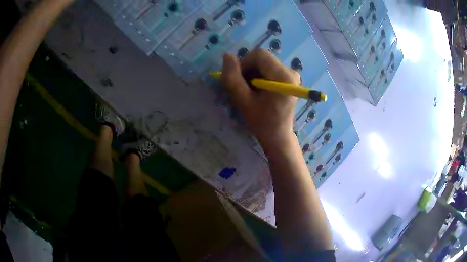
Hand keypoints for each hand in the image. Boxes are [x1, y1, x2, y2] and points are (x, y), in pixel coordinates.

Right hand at [221, 49, 299, 146]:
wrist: (278, 135)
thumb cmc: (262, 122)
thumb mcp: (243, 102)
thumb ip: (232, 79)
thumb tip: (227, 56)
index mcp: (283, 76)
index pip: (259, 55)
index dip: (244, 63)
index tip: (238, 79)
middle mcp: (291, 71)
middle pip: (262, 58)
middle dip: (248, 69)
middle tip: (243, 87)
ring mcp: (291, 74)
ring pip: (264, 63)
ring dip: (252, 73)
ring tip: (250, 91)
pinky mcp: (289, 78)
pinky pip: (269, 68)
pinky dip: (259, 76)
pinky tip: (257, 90)